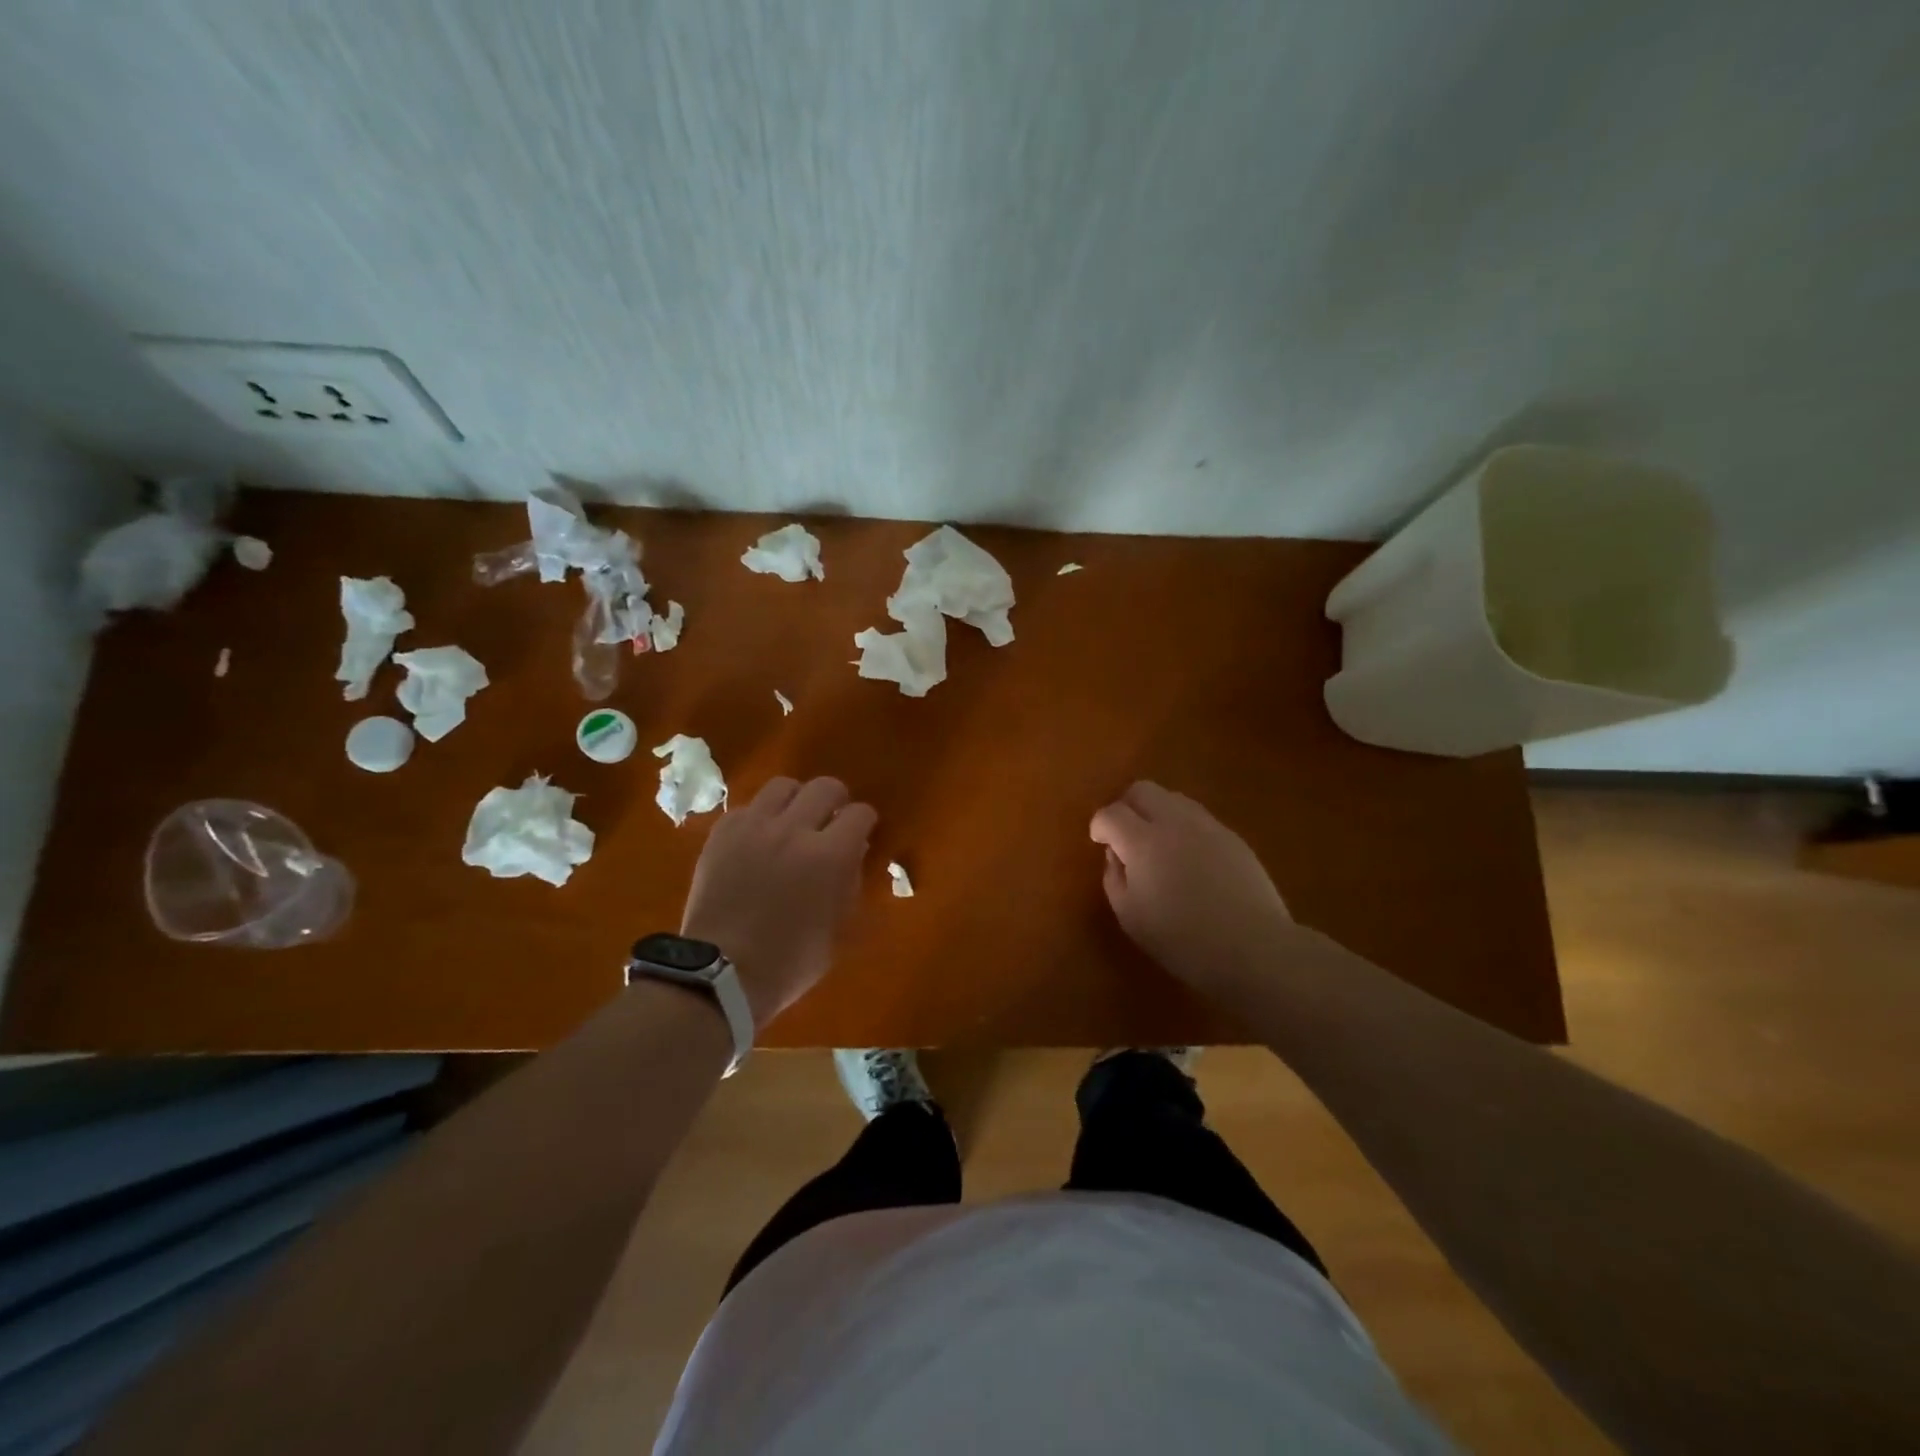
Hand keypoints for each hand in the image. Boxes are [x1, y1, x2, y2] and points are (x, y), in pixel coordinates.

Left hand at [681, 776, 877, 1025]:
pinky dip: (759, 818)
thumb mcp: (839, 929)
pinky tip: (758, 839)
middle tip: (831, 820)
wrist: (721, 973)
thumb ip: (850, 883)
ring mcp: (754, 827)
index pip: (860, 813)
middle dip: (836, 800)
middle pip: (825, 787)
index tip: (862, 833)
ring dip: (796, 800)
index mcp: (831, 855)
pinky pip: (747, 808)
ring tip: (793, 821)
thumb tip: (852, 853)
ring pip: (783, 786)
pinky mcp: (722, 834)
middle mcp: (794, 829)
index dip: (865, 822)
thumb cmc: (790, 962)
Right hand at [1090, 781, 1298, 993]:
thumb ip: (1114, 878)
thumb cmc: (1183, 940)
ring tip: (1158, 846)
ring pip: (1173, 798)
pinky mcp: (1233, 837)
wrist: (1254, 948)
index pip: (1111, 813)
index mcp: (1143, 841)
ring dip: (1157, 813)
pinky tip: (1189, 859)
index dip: (1099, 825)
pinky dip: (1183, 828)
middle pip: (1142, 790)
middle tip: (1124, 835)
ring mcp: (1208, 826)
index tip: (1099, 842)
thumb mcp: (1131, 917)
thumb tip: (1116, 855)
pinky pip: (1198, 818)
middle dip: (1126, 806)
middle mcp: (1175, 822)